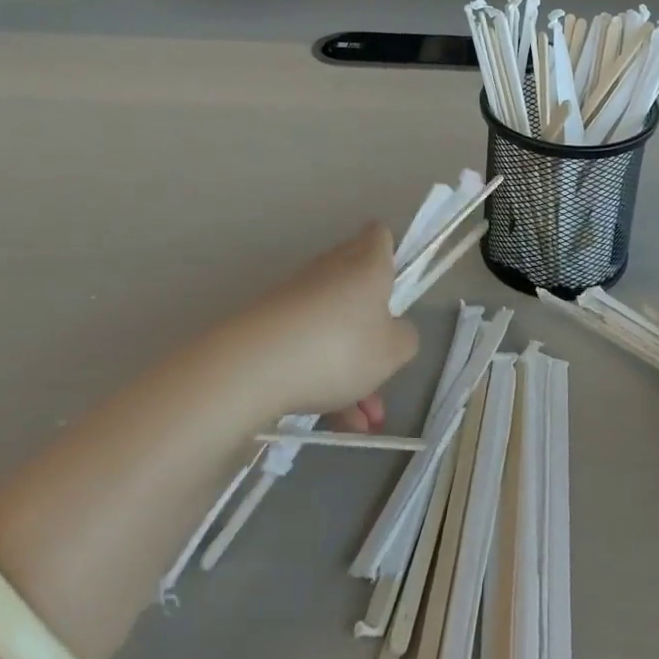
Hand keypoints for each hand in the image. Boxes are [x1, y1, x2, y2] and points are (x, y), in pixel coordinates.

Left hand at [234, 225, 419, 430]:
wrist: (253, 367)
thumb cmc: (338, 348)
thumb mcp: (392, 351)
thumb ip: (404, 338)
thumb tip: (394, 330)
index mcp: (367, 264)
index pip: (378, 236)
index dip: (390, 254)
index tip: (395, 285)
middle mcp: (331, 271)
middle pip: (357, 285)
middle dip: (373, 327)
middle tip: (385, 364)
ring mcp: (298, 297)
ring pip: (335, 327)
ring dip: (352, 368)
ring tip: (365, 420)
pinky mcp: (271, 325)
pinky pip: (309, 348)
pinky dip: (325, 378)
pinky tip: (336, 422)